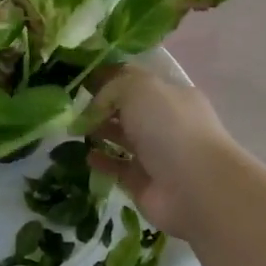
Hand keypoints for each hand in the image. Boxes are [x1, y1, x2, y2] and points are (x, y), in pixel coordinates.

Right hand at [84, 65, 236, 232]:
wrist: (195, 187)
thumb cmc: (169, 128)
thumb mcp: (139, 88)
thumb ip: (112, 87)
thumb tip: (96, 106)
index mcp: (170, 95)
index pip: (135, 80)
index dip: (108, 78)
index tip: (79, 80)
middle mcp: (165, 122)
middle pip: (127, 109)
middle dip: (101, 106)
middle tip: (71, 107)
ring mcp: (156, 153)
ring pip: (122, 137)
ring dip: (99, 132)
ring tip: (74, 130)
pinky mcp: (143, 182)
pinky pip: (117, 167)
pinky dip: (101, 160)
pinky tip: (86, 155)